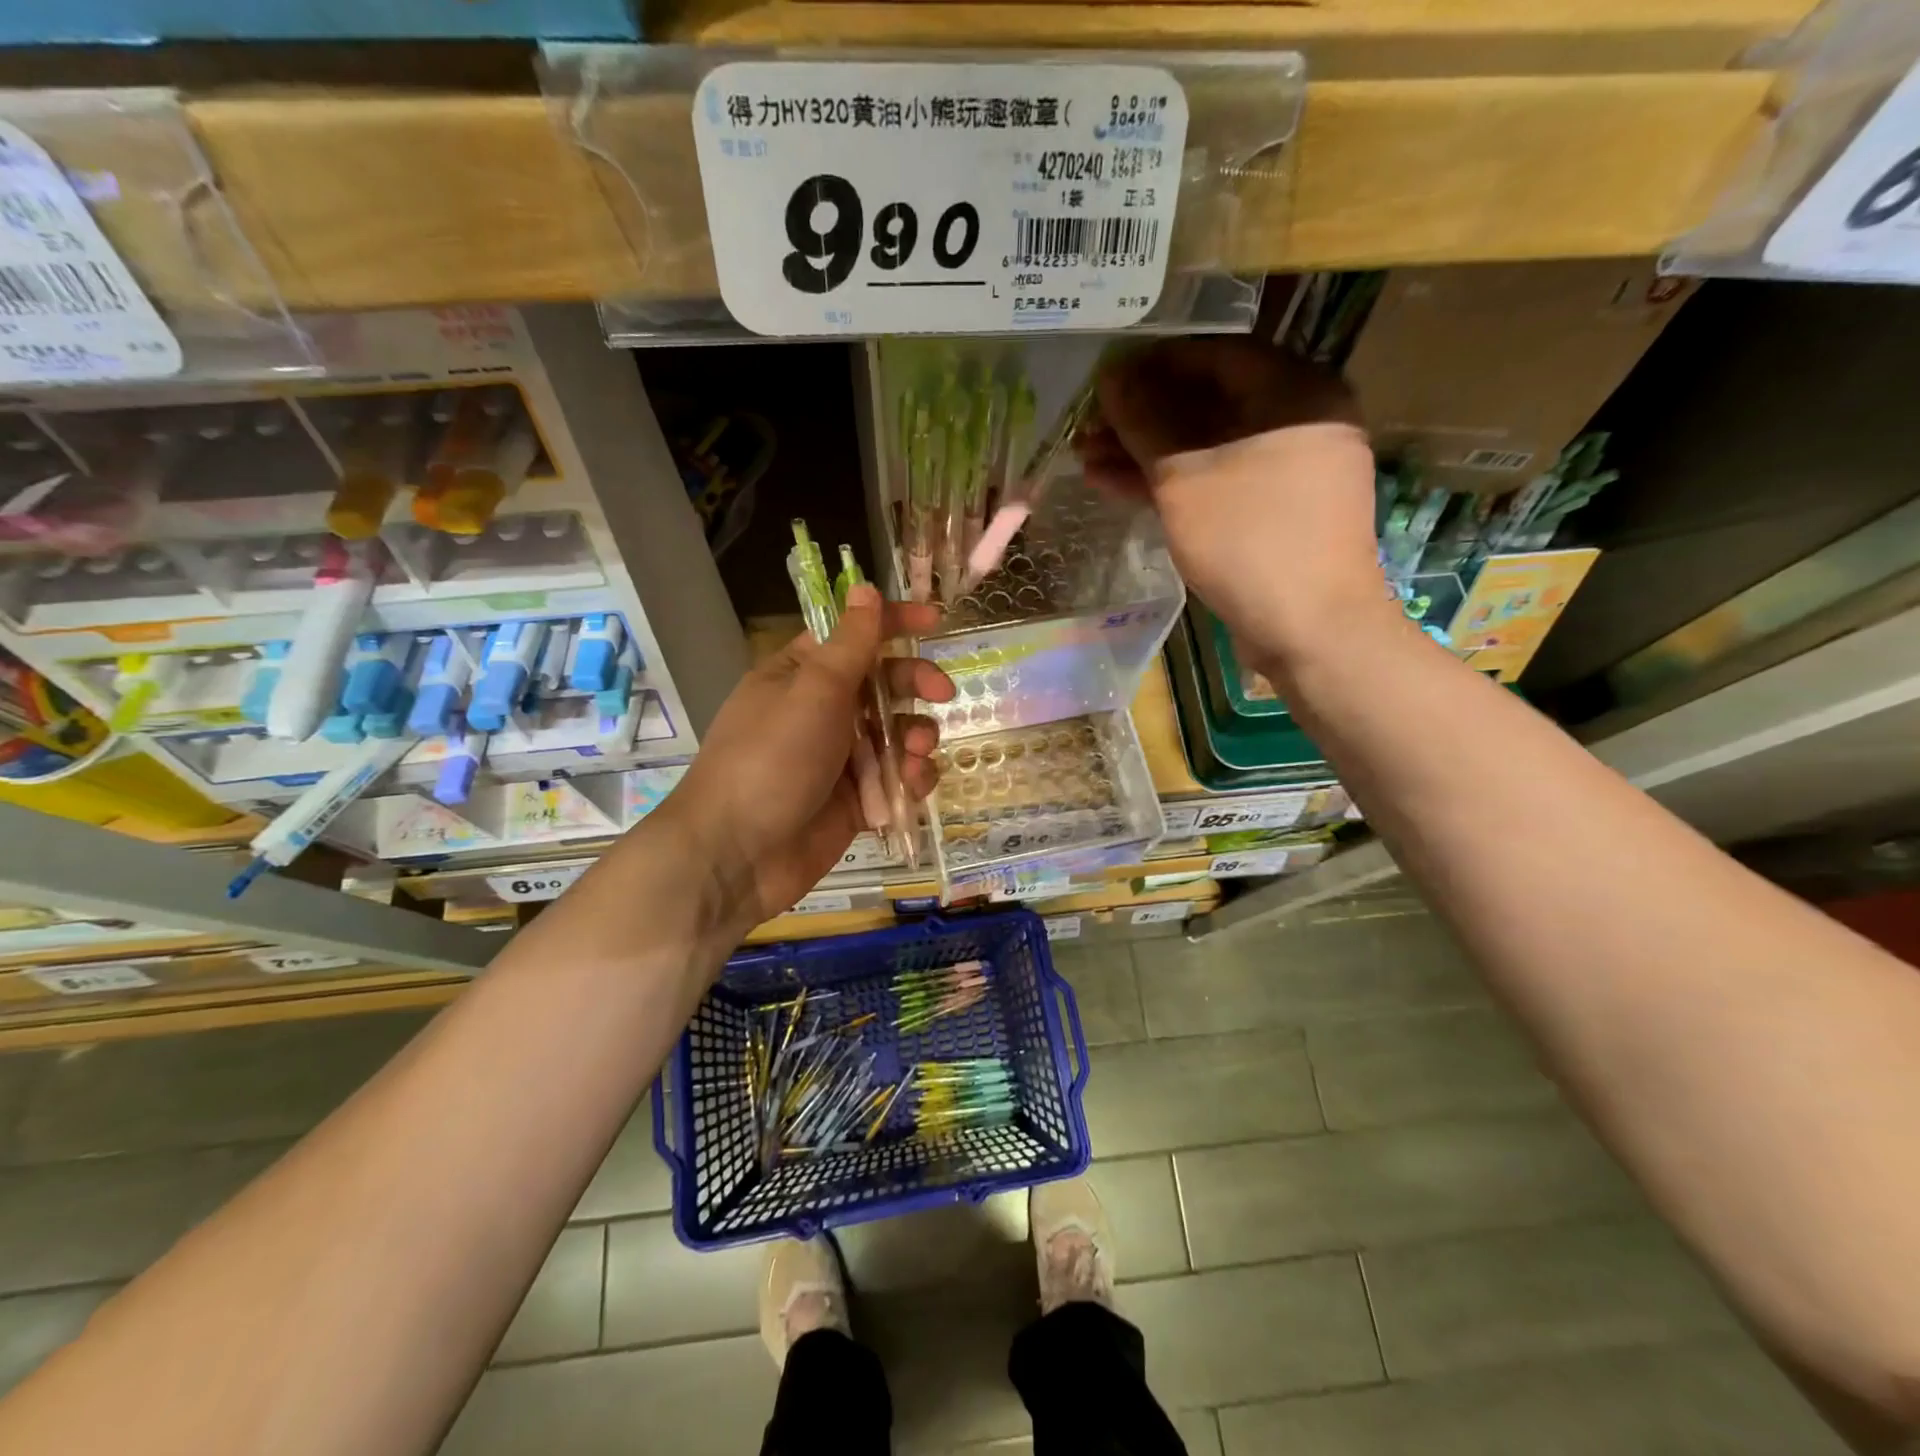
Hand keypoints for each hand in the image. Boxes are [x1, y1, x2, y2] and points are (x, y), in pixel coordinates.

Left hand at [663, 585, 953, 929]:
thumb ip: (850, 643)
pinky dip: (911, 779)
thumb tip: (864, 588)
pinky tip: (913, 786)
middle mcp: (822, 711)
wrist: (738, 854)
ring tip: (916, 753)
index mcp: (802, 674)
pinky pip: (896, 778)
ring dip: (916, 737)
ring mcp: (839, 758)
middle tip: (941, 693)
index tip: (934, 620)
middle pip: (883, 683)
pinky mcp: (855, 800)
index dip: (893, 622)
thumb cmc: (772, 758)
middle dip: (915, 684)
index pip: (853, 635)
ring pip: (897, 733)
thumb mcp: (814, 691)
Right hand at [1075, 337, 1391, 666]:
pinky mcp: (1275, 510)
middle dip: (1141, 418)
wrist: (1311, 630)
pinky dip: (1173, 483)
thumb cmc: (1250, 542)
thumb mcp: (1185, 479)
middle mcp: (1300, 419)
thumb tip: (1111, 377)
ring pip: (1207, 447)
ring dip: (1147, 454)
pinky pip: (1219, 480)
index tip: (1101, 382)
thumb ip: (1145, 422)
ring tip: (1088, 460)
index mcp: (1295, 391)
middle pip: (1207, 403)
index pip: (1214, 355)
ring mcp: (1289, 469)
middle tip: (1088, 429)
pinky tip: (1119, 486)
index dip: (1150, 366)